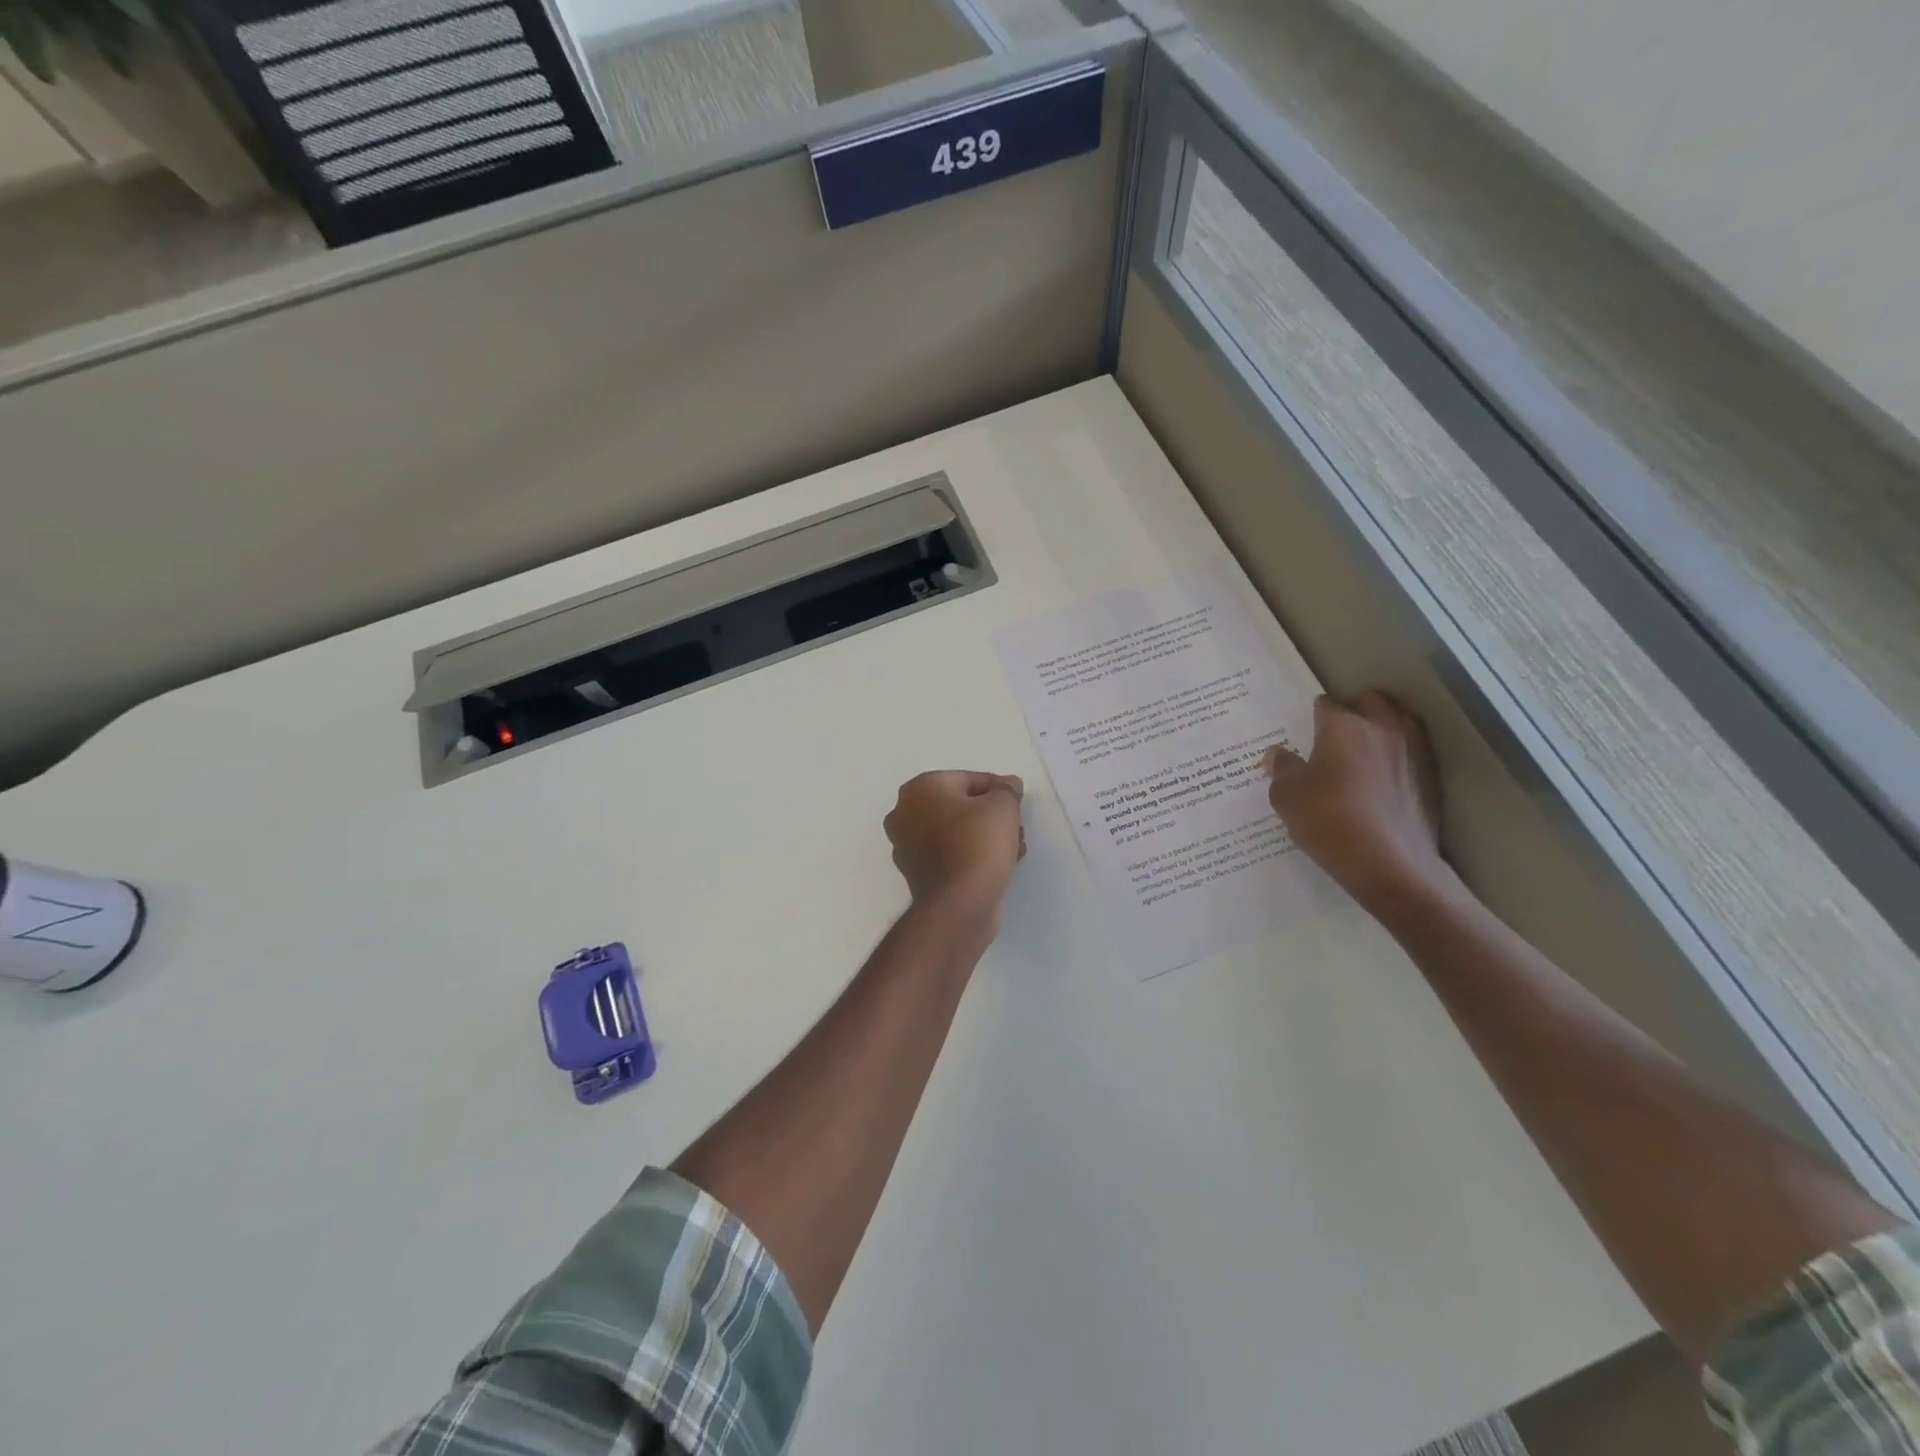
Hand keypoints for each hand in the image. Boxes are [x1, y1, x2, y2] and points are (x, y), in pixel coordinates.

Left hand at [884, 771, 1025, 925]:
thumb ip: (1007, 789)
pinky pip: (950, 854)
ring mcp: (907, 846)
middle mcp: (904, 813)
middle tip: (1016, 828)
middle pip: (960, 806)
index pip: (968, 779)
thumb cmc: (977, 843)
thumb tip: (1008, 785)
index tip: (1018, 804)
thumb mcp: (1003, 805)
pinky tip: (999, 866)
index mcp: (919, 789)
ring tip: (1014, 849)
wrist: (959, 903)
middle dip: (991, 815)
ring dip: (985, 836)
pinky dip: (972, 855)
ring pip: (956, 831)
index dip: (998, 789)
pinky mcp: (917, 874)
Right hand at [1263, 690, 1454, 921]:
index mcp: (1343, 726)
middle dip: (1354, 710)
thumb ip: (1282, 768)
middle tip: (1337, 736)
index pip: (1325, 704)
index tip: (1305, 734)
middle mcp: (1382, 727)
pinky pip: (1415, 749)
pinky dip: (1400, 754)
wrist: (1391, 864)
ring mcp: (1414, 750)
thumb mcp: (1287, 797)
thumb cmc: (1329, 822)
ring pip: (1400, 719)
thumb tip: (1277, 754)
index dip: (1312, 716)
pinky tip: (1386, 778)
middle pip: (1371, 700)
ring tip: (1365, 751)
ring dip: (1383, 726)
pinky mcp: (1432, 776)